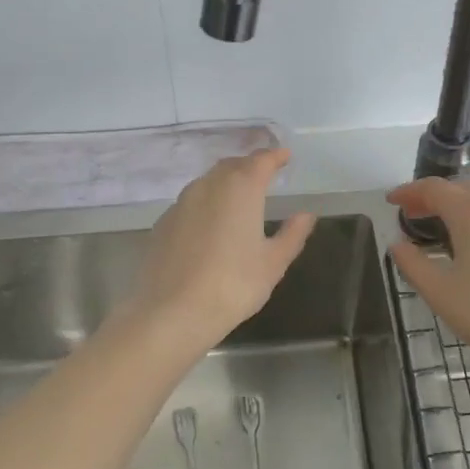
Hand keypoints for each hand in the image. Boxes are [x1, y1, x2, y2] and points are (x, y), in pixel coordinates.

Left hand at [124, 149, 315, 347]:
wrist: (173, 311)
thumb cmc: (234, 285)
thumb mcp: (273, 263)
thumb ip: (292, 234)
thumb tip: (305, 215)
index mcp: (241, 189)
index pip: (261, 161)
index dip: (275, 156)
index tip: (285, 156)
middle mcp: (208, 186)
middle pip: (231, 166)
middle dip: (249, 166)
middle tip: (264, 175)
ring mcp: (181, 203)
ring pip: (207, 182)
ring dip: (225, 182)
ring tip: (238, 197)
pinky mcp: (163, 223)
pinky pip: (189, 203)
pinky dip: (205, 204)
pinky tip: (210, 224)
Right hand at [388, 177, 469, 391]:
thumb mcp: (440, 293)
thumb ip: (413, 263)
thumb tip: (399, 244)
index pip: (434, 188)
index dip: (409, 191)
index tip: (393, 201)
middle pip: (464, 191)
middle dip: (437, 200)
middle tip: (417, 217)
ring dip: (467, 213)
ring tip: (452, 236)